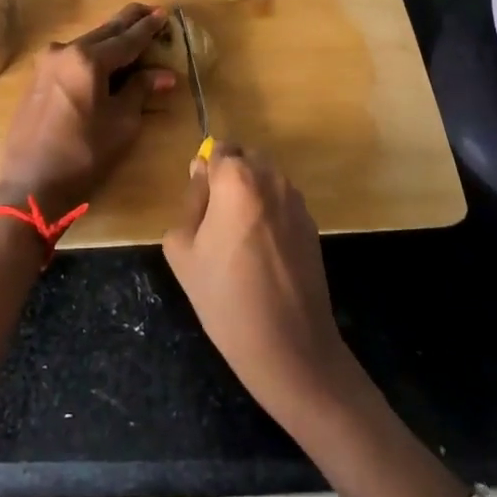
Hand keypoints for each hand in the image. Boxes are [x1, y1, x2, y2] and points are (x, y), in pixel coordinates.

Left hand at [0, 3, 175, 219]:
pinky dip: (91, 54)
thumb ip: (140, 91)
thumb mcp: (121, 124)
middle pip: (104, 32)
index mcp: (88, 59)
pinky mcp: (37, 79)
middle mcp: (64, 51)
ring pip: (86, 43)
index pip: (127, 39)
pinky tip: (102, 58)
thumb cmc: (83, 155)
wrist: (30, 184)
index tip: (163, 13)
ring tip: (130, 33)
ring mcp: (46, 63)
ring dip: (109, 38)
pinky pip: (71, 57)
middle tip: (149, 10)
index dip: (148, 28)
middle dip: (128, 22)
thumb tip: (164, 75)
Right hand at [162, 145, 353, 420]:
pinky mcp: (313, 226)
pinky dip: (270, 216)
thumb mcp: (183, 250)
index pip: (219, 149)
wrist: (289, 347)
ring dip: (252, 196)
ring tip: (239, 241)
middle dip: (230, 179)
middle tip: (215, 221)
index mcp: (237, 179)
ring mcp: (297, 202)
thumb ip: (189, 203)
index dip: (206, 172)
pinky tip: (263, 256)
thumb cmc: (225, 297)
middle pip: (246, 160)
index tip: (199, 203)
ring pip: (267, 181)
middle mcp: (272, 179)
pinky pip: (283, 204)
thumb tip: (202, 180)